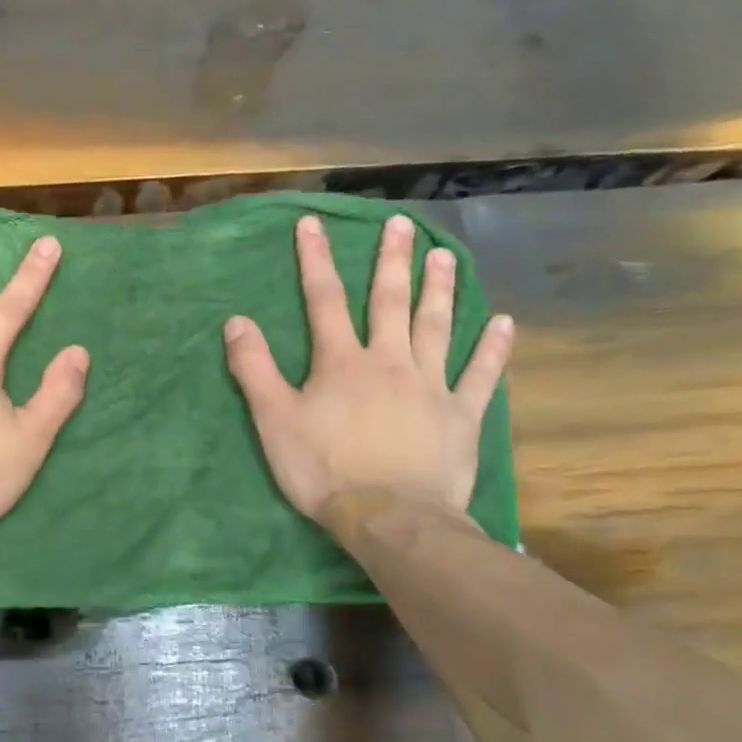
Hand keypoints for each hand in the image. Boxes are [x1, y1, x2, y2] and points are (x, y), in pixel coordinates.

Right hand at [224, 213, 512, 521]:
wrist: (390, 518)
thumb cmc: (324, 470)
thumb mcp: (274, 421)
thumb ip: (254, 369)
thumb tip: (236, 321)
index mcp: (342, 362)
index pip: (324, 300)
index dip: (316, 259)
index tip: (313, 223)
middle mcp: (390, 361)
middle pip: (389, 302)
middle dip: (391, 260)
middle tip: (401, 224)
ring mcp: (431, 386)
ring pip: (437, 326)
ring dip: (440, 289)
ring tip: (444, 255)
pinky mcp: (461, 415)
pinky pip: (480, 375)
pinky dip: (493, 349)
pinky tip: (505, 323)